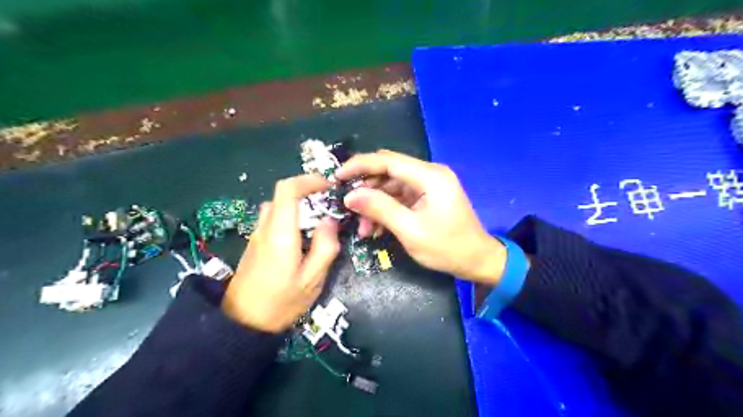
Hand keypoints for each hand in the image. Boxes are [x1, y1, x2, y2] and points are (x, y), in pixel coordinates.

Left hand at [225, 174, 339, 331]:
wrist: (242, 325)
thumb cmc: (280, 303)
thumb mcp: (312, 280)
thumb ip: (325, 247)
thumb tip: (330, 221)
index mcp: (280, 233)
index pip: (287, 189)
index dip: (309, 180)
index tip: (329, 186)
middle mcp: (265, 228)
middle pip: (282, 195)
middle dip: (306, 193)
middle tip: (328, 204)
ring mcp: (257, 236)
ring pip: (277, 207)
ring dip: (298, 206)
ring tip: (318, 221)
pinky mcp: (255, 244)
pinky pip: (273, 220)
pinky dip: (290, 217)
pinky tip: (303, 237)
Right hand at [336, 152, 504, 284]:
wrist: (477, 261)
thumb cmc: (447, 247)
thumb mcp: (410, 230)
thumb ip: (380, 209)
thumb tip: (350, 196)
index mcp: (429, 176)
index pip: (387, 160)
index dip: (359, 165)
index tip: (337, 177)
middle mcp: (429, 174)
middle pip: (388, 171)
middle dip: (365, 188)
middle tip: (347, 206)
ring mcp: (428, 185)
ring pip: (390, 186)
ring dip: (374, 204)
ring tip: (362, 228)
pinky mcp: (426, 197)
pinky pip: (399, 198)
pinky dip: (385, 210)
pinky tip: (375, 228)